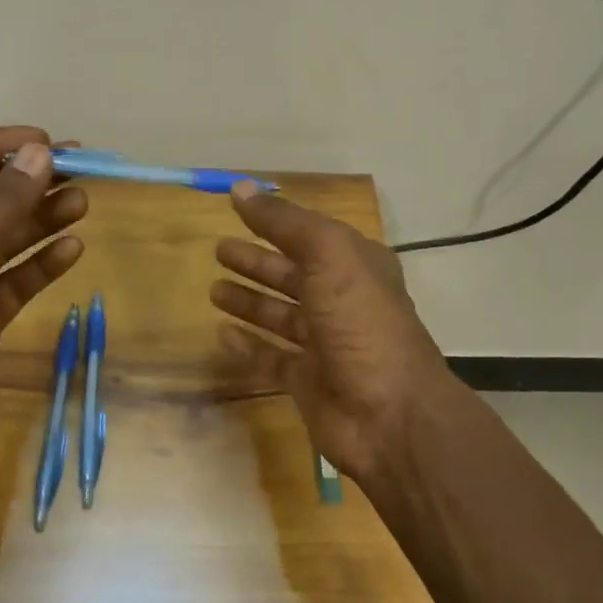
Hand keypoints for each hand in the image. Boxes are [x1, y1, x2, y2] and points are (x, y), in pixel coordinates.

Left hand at [0, 127, 87, 477]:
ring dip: (39, 219)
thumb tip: (41, 154)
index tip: (45, 142)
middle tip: (78, 169)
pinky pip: (14, 279)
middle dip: (26, 183)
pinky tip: (72, 249)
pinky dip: (40, 263)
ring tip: (81, 202)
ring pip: (3, 239)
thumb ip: (1, 203)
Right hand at [211, 183, 460, 487]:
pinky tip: (221, 334)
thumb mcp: (329, 256)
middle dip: (257, 262)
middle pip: (292, 274)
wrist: (390, 414)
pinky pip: (270, 358)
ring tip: (213, 289)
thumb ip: (284, 222)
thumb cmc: (362, 323)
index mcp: (356, 267)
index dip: (275, 222)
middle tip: (218, 250)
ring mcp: (325, 345)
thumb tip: (239, 188)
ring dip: (249, 301)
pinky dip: (248, 346)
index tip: (236, 209)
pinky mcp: (307, 382)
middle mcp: (342, 302)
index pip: (309, 236)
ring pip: (279, 316)